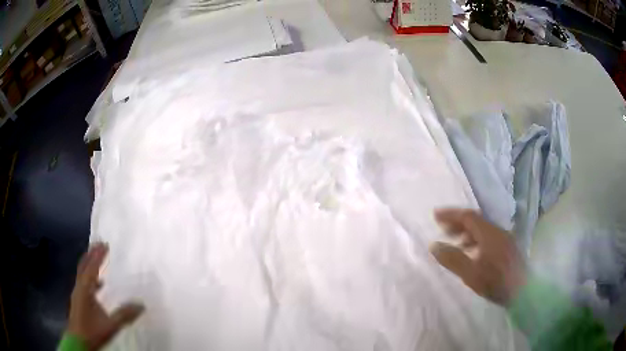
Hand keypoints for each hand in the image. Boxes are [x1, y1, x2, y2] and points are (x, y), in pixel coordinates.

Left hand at [67, 243, 144, 350]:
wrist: (78, 342)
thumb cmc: (92, 331)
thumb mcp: (110, 325)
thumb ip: (124, 315)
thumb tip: (141, 304)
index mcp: (85, 289)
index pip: (92, 268)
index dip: (98, 256)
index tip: (105, 244)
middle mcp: (79, 287)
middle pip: (84, 266)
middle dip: (91, 254)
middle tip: (99, 243)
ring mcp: (77, 294)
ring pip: (83, 274)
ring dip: (90, 264)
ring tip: (97, 258)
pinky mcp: (78, 301)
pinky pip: (84, 283)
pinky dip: (91, 278)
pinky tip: (99, 285)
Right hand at [430, 208, 525, 305]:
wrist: (523, 291)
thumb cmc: (496, 282)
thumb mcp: (471, 273)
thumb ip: (453, 258)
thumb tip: (434, 245)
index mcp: (489, 233)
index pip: (468, 216)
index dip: (451, 215)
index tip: (436, 215)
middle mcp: (498, 231)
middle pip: (476, 220)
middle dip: (458, 223)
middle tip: (443, 229)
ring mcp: (504, 238)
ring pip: (483, 229)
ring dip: (467, 232)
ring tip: (456, 243)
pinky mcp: (508, 247)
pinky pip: (489, 237)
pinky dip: (476, 239)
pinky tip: (473, 252)